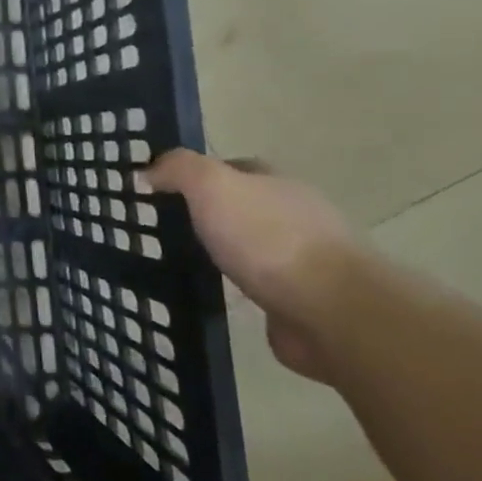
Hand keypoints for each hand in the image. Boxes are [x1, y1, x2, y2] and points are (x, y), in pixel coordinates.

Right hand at [145, 149, 360, 379]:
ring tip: (182, 263)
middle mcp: (296, 216)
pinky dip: (241, 290)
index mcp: (277, 184)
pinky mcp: (304, 302)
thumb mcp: (212, 185)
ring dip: (226, 253)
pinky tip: (217, 296)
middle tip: (164, 228)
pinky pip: (262, 288)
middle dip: (210, 215)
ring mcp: (305, 261)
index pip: (233, 168)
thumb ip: (178, 170)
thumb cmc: (269, 239)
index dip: (197, 175)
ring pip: (253, 248)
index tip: (161, 191)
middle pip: (244, 206)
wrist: (333, 313)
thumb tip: (148, 171)